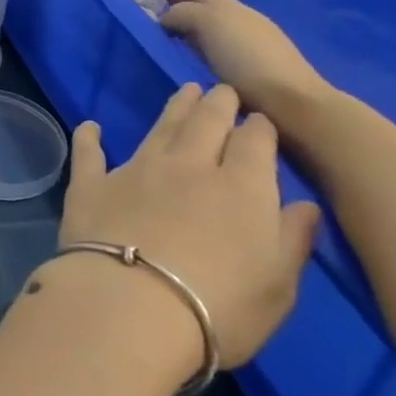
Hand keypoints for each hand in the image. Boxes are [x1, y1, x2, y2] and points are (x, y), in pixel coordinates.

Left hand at [55, 85, 319, 368]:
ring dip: (173, 108)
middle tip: (220, 89)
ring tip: (183, 92)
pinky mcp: (91, 184)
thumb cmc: (219, 306)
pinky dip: (90, 138)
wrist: (130, 305)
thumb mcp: (278, 285)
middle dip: (217, 104)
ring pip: (159, 129)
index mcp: (241, 188)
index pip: (254, 145)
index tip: (260, 117)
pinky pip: (90, 154)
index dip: (259, 128)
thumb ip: (291, 239)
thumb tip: (305, 205)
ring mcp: (135, 171)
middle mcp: (188, 167)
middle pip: (206, 124)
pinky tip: (90, 126)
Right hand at [160, 0, 329, 123]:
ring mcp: (243, 47)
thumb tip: (166, 19)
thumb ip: (183, 13)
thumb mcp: (209, 22)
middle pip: (204, 4)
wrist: (289, 102)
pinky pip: (210, 49)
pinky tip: (185, 53)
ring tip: (165, 27)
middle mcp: (238, 22)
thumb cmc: (247, 56)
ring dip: (187, 23)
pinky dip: (194, 45)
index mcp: (230, 6)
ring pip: (207, 27)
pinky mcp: (242, 73)